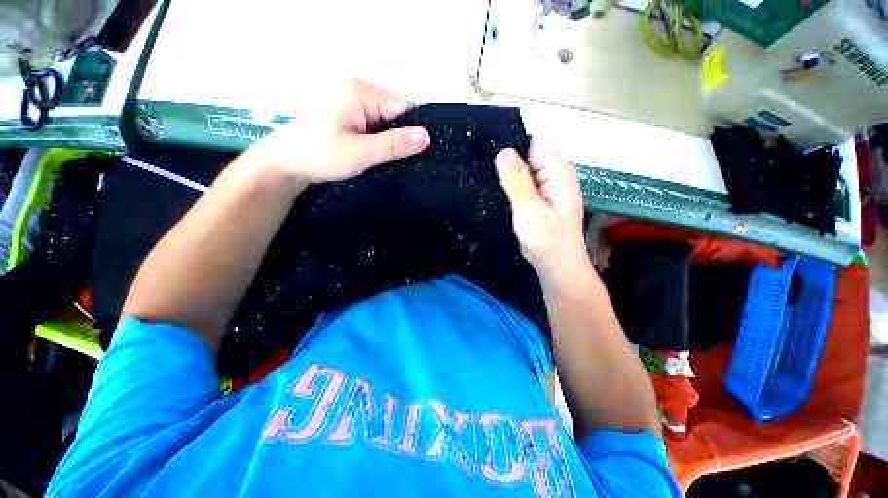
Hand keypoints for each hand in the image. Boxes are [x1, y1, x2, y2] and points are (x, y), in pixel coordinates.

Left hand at [248, 79, 430, 183]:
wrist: (284, 164)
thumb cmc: (320, 156)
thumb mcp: (361, 153)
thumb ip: (394, 144)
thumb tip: (427, 136)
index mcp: (360, 91)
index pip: (403, 107)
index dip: (415, 129)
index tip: (422, 153)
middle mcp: (356, 89)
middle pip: (394, 113)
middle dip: (401, 136)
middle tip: (406, 161)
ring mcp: (349, 100)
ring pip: (384, 121)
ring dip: (390, 140)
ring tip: (392, 160)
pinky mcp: (346, 113)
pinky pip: (373, 124)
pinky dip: (378, 140)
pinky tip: (379, 154)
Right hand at [495, 143, 587, 280]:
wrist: (558, 266)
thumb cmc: (546, 240)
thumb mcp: (528, 209)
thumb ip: (517, 180)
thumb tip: (504, 151)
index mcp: (559, 171)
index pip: (531, 145)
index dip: (510, 151)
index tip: (490, 163)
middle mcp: (558, 174)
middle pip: (529, 157)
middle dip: (509, 166)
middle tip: (492, 182)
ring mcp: (552, 187)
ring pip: (526, 172)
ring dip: (511, 179)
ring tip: (494, 189)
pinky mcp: (546, 199)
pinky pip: (528, 185)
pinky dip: (516, 189)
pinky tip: (505, 198)